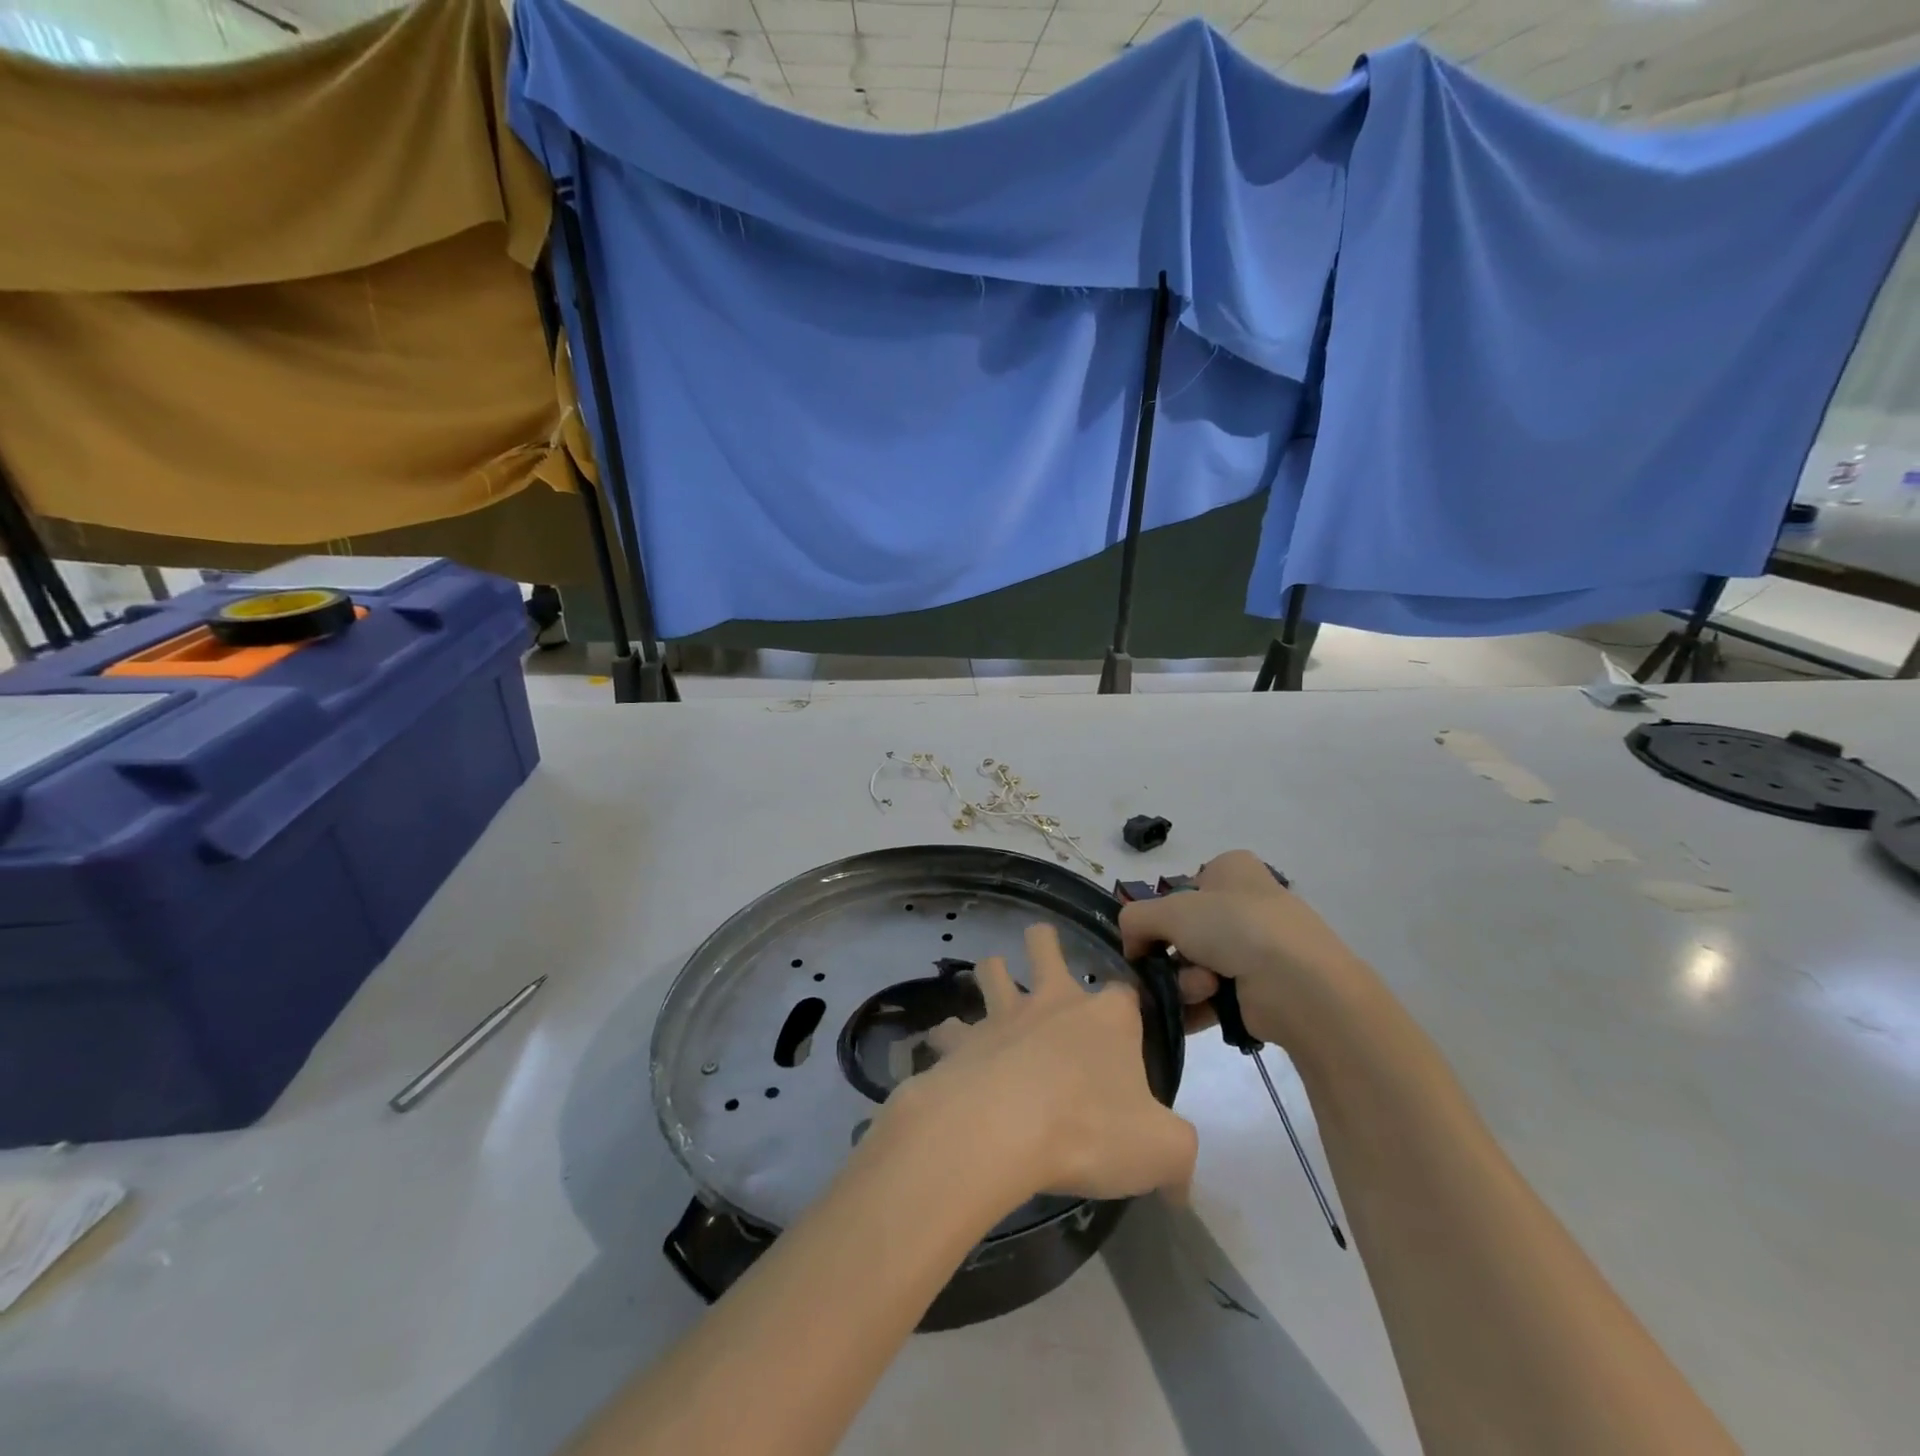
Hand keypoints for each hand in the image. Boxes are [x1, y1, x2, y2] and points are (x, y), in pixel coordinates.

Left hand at [885, 923, 1198, 1205]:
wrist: (1000, 1127)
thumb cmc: (1090, 1128)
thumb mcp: (1161, 1151)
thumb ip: (1179, 1159)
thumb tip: (1182, 1189)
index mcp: (1107, 1017)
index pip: (1127, 992)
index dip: (1130, 1007)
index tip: (1131, 1027)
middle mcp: (1053, 1002)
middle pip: (1045, 945)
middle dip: (1043, 944)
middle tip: (1043, 956)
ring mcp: (1002, 1016)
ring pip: (991, 970)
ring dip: (992, 975)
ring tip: (993, 986)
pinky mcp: (961, 1041)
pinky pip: (948, 1031)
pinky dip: (947, 1039)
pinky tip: (947, 1056)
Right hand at [1117, 850, 1372, 1051]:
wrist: (1300, 985)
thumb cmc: (1235, 927)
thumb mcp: (1170, 910)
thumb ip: (1135, 919)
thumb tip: (1132, 946)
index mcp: (1232, 870)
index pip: (1182, 889)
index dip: (1162, 912)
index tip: (1147, 935)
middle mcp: (1247, 903)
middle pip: (1186, 932)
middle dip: (1172, 955)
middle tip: (1171, 967)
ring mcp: (1258, 947)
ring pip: (1196, 965)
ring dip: (1186, 981)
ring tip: (1203, 989)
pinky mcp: (1263, 988)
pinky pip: (1215, 995)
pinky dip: (1200, 1004)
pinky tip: (1202, 1009)